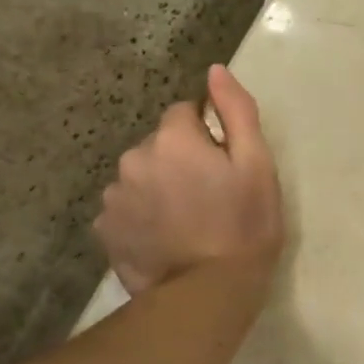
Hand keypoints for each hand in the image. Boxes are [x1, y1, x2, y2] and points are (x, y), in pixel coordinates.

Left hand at [94, 65, 283, 293]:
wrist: (208, 293)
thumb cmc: (245, 225)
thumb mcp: (257, 165)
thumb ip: (236, 112)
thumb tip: (216, 71)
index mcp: (172, 138)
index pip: (185, 113)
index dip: (208, 135)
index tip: (224, 166)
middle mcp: (134, 158)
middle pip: (160, 145)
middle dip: (180, 160)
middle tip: (209, 197)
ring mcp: (114, 197)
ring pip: (140, 177)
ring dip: (158, 187)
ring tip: (186, 222)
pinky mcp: (105, 230)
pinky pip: (126, 208)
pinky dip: (142, 216)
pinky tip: (164, 239)